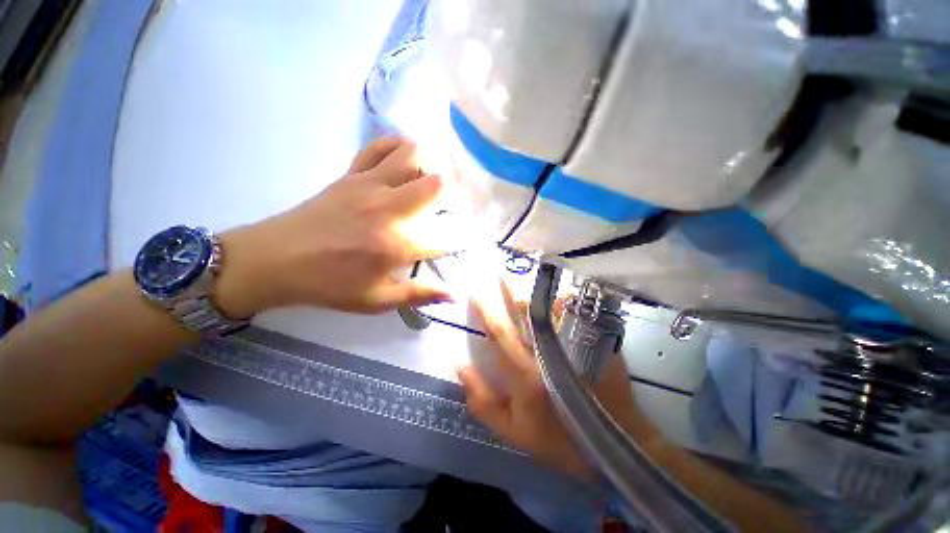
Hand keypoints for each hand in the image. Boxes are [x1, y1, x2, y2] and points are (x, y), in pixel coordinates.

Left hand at [216, 138, 452, 316]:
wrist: (276, 260)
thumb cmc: (330, 285)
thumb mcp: (377, 301)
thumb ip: (419, 295)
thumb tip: (453, 295)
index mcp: (397, 245)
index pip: (445, 237)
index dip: (459, 240)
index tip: (460, 243)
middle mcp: (389, 209)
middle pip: (436, 185)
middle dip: (449, 197)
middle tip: (445, 209)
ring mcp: (369, 185)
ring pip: (411, 156)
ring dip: (427, 167)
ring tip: (426, 183)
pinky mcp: (351, 174)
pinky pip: (379, 146)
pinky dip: (397, 147)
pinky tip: (402, 160)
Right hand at [459, 280, 645, 481]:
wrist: (610, 442)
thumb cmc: (556, 438)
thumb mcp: (511, 430)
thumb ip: (482, 400)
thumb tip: (459, 365)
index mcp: (525, 373)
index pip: (499, 331)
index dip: (484, 309)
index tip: (475, 291)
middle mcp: (549, 352)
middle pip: (526, 310)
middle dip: (509, 288)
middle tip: (499, 271)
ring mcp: (574, 345)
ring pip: (553, 306)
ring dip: (537, 287)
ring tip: (525, 271)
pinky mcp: (595, 343)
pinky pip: (577, 312)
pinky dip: (565, 297)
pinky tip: (557, 287)